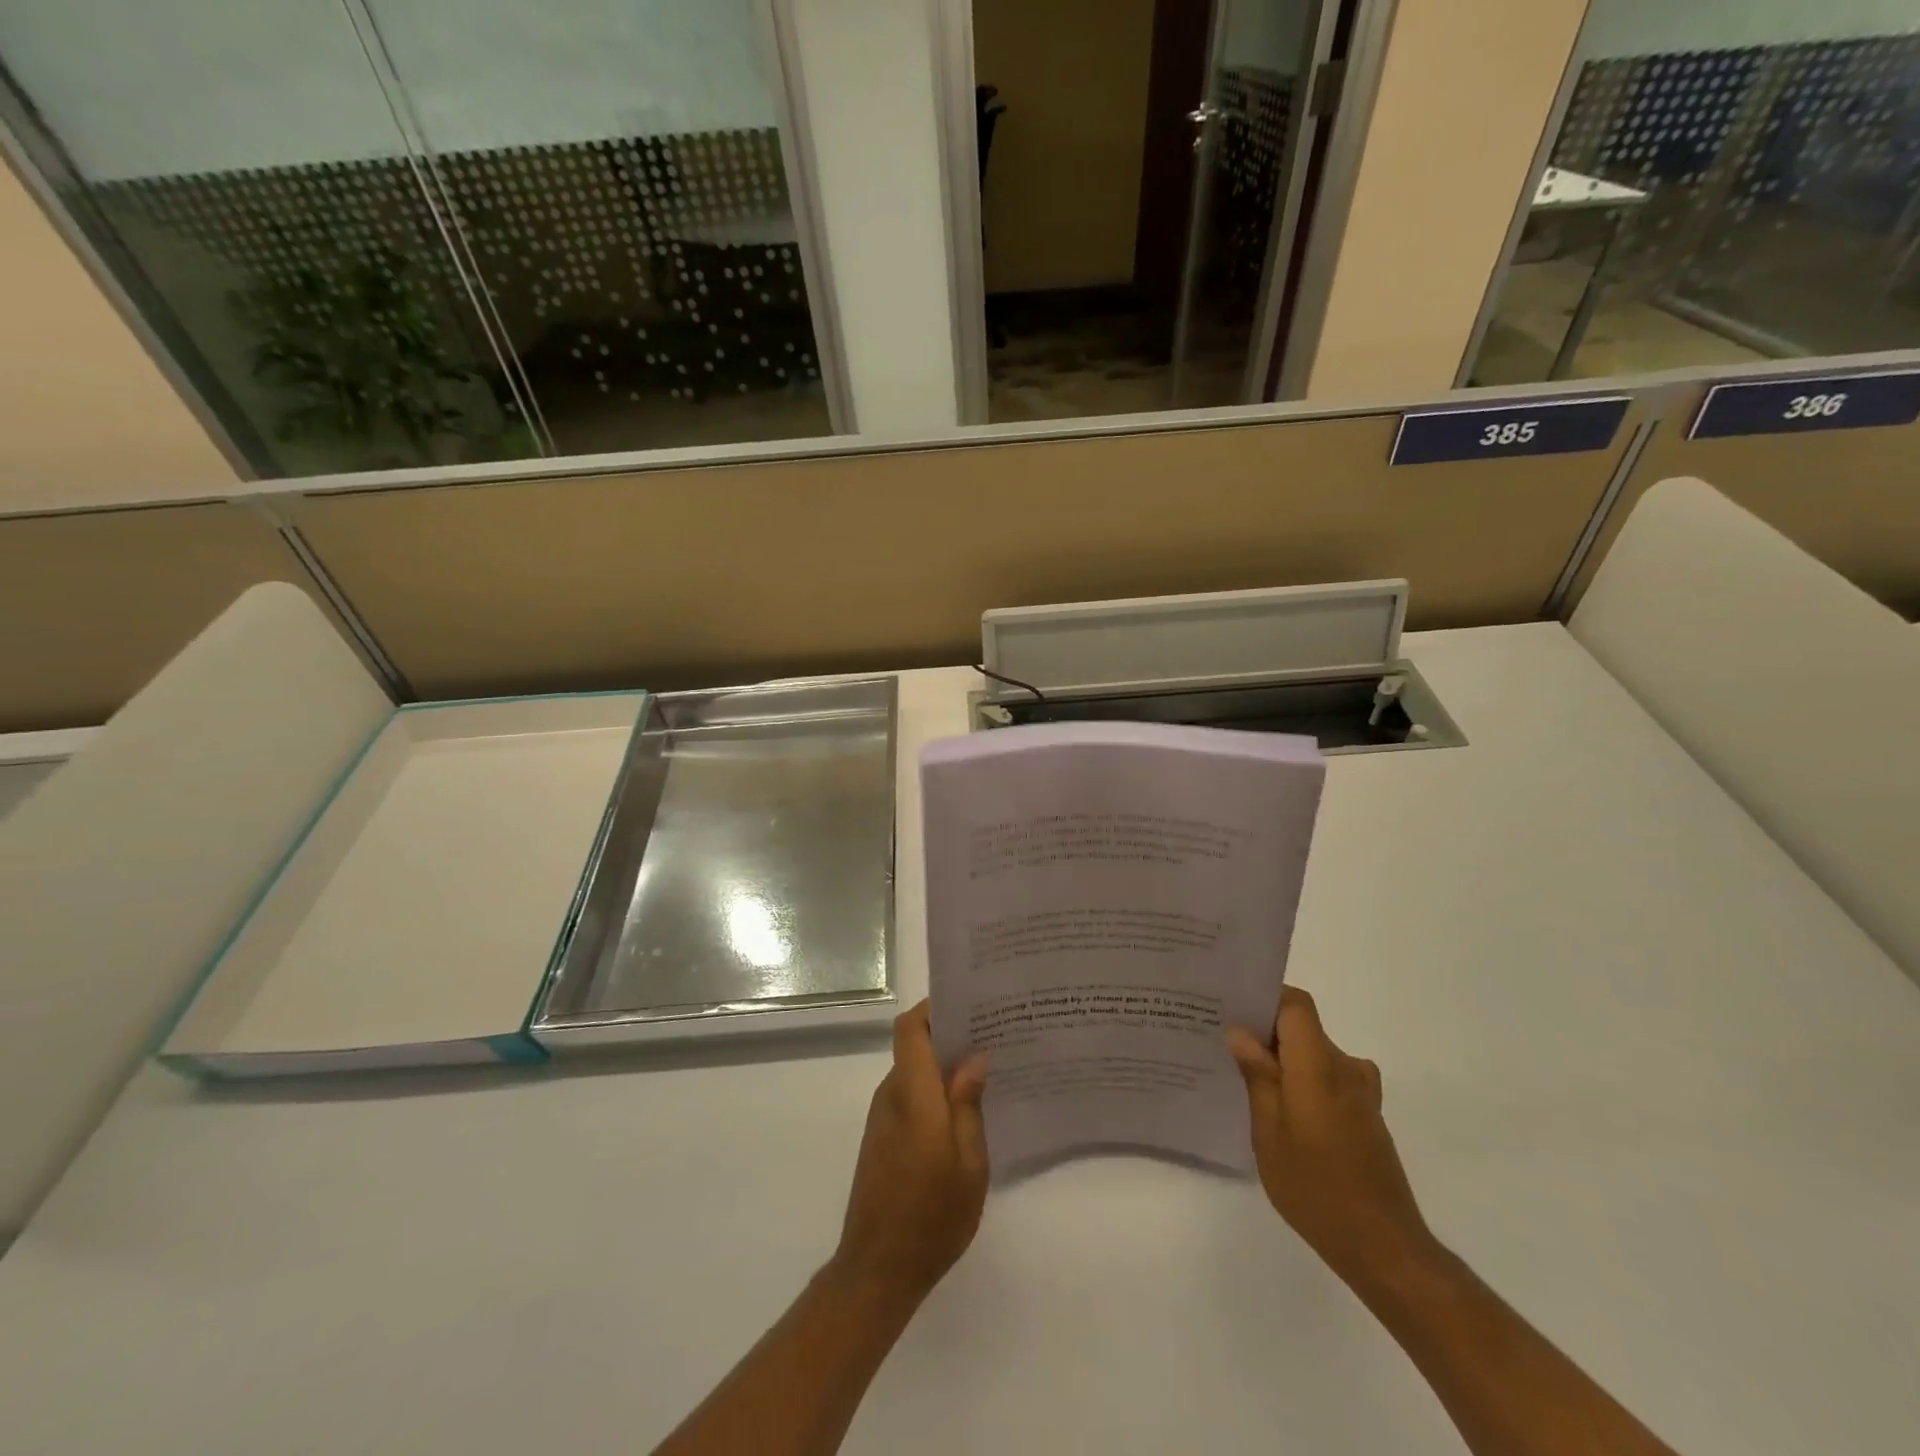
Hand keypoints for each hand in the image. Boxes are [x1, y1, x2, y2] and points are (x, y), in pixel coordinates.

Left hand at [832, 1002, 989, 1304]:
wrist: (877, 1270)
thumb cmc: (931, 1217)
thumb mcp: (969, 1164)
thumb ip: (968, 1105)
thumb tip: (974, 1057)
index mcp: (913, 1095)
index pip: (910, 1028)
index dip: (933, 1008)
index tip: (969, 1004)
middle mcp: (892, 1095)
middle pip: (914, 1045)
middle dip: (950, 1035)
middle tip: (994, 1035)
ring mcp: (883, 1117)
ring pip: (914, 1072)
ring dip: (944, 1066)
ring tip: (988, 1070)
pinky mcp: (882, 1137)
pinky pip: (911, 1097)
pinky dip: (935, 1092)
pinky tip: (966, 1111)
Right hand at [1229, 986, 1435, 1285]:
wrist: (1383, 1248)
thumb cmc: (1316, 1188)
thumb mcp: (1270, 1133)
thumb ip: (1258, 1077)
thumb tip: (1240, 1032)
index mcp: (1319, 1066)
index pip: (1297, 1005)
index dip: (1266, 997)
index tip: (1233, 1008)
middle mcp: (1345, 1069)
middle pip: (1304, 1028)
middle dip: (1266, 1032)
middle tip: (1225, 1046)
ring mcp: (1360, 1093)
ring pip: (1314, 1055)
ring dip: (1284, 1060)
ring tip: (1246, 1081)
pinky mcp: (1366, 1115)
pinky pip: (1327, 1079)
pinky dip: (1302, 1082)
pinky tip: (1279, 1113)